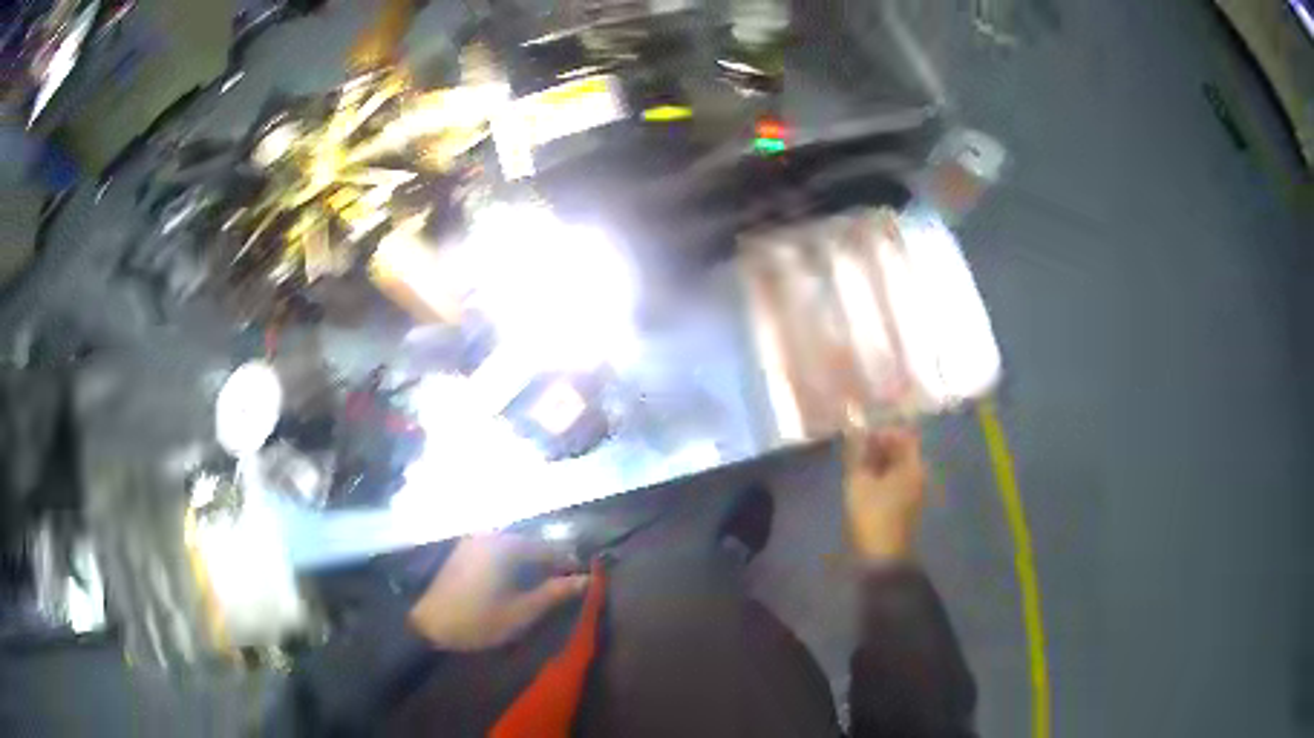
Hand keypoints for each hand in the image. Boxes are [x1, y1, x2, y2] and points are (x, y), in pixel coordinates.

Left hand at [407, 534, 589, 650]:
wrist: (429, 624)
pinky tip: (517, 580)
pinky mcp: (463, 551)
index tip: (583, 578)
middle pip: (530, 544)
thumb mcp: (522, 612)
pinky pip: (497, 549)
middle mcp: (489, 535)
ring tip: (544, 584)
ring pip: (513, 546)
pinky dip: (512, 562)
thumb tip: (586, 579)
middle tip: (565, 583)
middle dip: (549, 562)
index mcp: (505, 546)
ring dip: (531, 562)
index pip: (547, 547)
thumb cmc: (479, 620)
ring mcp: (473, 540)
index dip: (568, 562)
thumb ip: (555, 593)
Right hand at [843, 428, 926, 562]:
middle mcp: (919, 475)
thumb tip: (854, 427)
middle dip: (879, 446)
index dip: (882, 430)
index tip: (860, 434)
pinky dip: (881, 477)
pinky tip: (863, 483)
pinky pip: (896, 481)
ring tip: (855, 467)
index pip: (903, 435)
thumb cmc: (872, 516)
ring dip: (878, 463)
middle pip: (902, 450)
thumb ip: (857, 452)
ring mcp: (914, 492)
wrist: (883, 559)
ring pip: (898, 467)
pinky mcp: (906, 506)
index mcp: (913, 466)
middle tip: (854, 450)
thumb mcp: (858, 482)